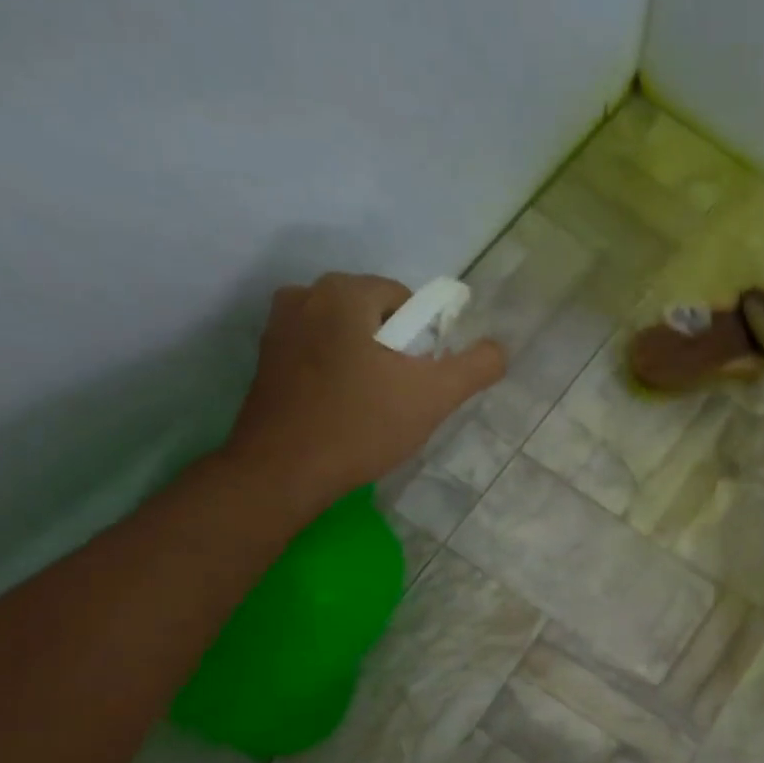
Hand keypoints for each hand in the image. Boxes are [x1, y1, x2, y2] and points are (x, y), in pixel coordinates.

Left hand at [223, 273, 506, 515]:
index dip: (423, 340)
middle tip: (400, 397)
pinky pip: (317, 356)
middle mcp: (303, 295)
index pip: (404, 300)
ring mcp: (277, 328)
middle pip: (372, 316)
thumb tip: (498, 350)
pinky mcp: (265, 361)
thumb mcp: (434, 396)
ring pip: (344, 336)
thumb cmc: (362, 425)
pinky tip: (342, 412)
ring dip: (364, 363)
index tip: (421, 379)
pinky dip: (335, 375)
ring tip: (371, 407)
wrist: (285, 470)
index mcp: (343, 292)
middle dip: (392, 351)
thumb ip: (475, 367)